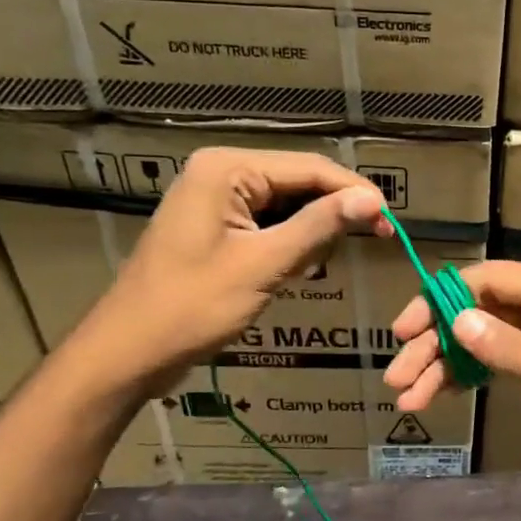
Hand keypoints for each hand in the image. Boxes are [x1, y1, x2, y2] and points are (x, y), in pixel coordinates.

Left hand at [73, 148, 388, 393]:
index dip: (355, 192)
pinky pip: (268, 223)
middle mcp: (221, 173)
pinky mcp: (216, 226)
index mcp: (227, 169)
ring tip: (335, 257)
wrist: (128, 352)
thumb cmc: (192, 306)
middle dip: (335, 211)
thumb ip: (319, 226)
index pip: (310, 168)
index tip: (391, 223)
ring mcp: (216, 199)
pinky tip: (303, 266)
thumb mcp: (264, 264)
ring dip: (314, 230)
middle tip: (375, 240)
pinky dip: (291, 242)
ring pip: (287, 204)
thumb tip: (373, 199)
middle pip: (299, 182)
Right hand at [384, 260, 520, 498]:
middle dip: (438, 341)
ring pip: (489, 338)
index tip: (404, 332)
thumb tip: (457, 318)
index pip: (489, 279)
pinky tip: (442, 397)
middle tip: (397, 378)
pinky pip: (507, 360)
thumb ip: (512, 350)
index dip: (440, 300)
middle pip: (483, 310)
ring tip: (408, 399)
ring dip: (450, 365)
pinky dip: (477, 376)